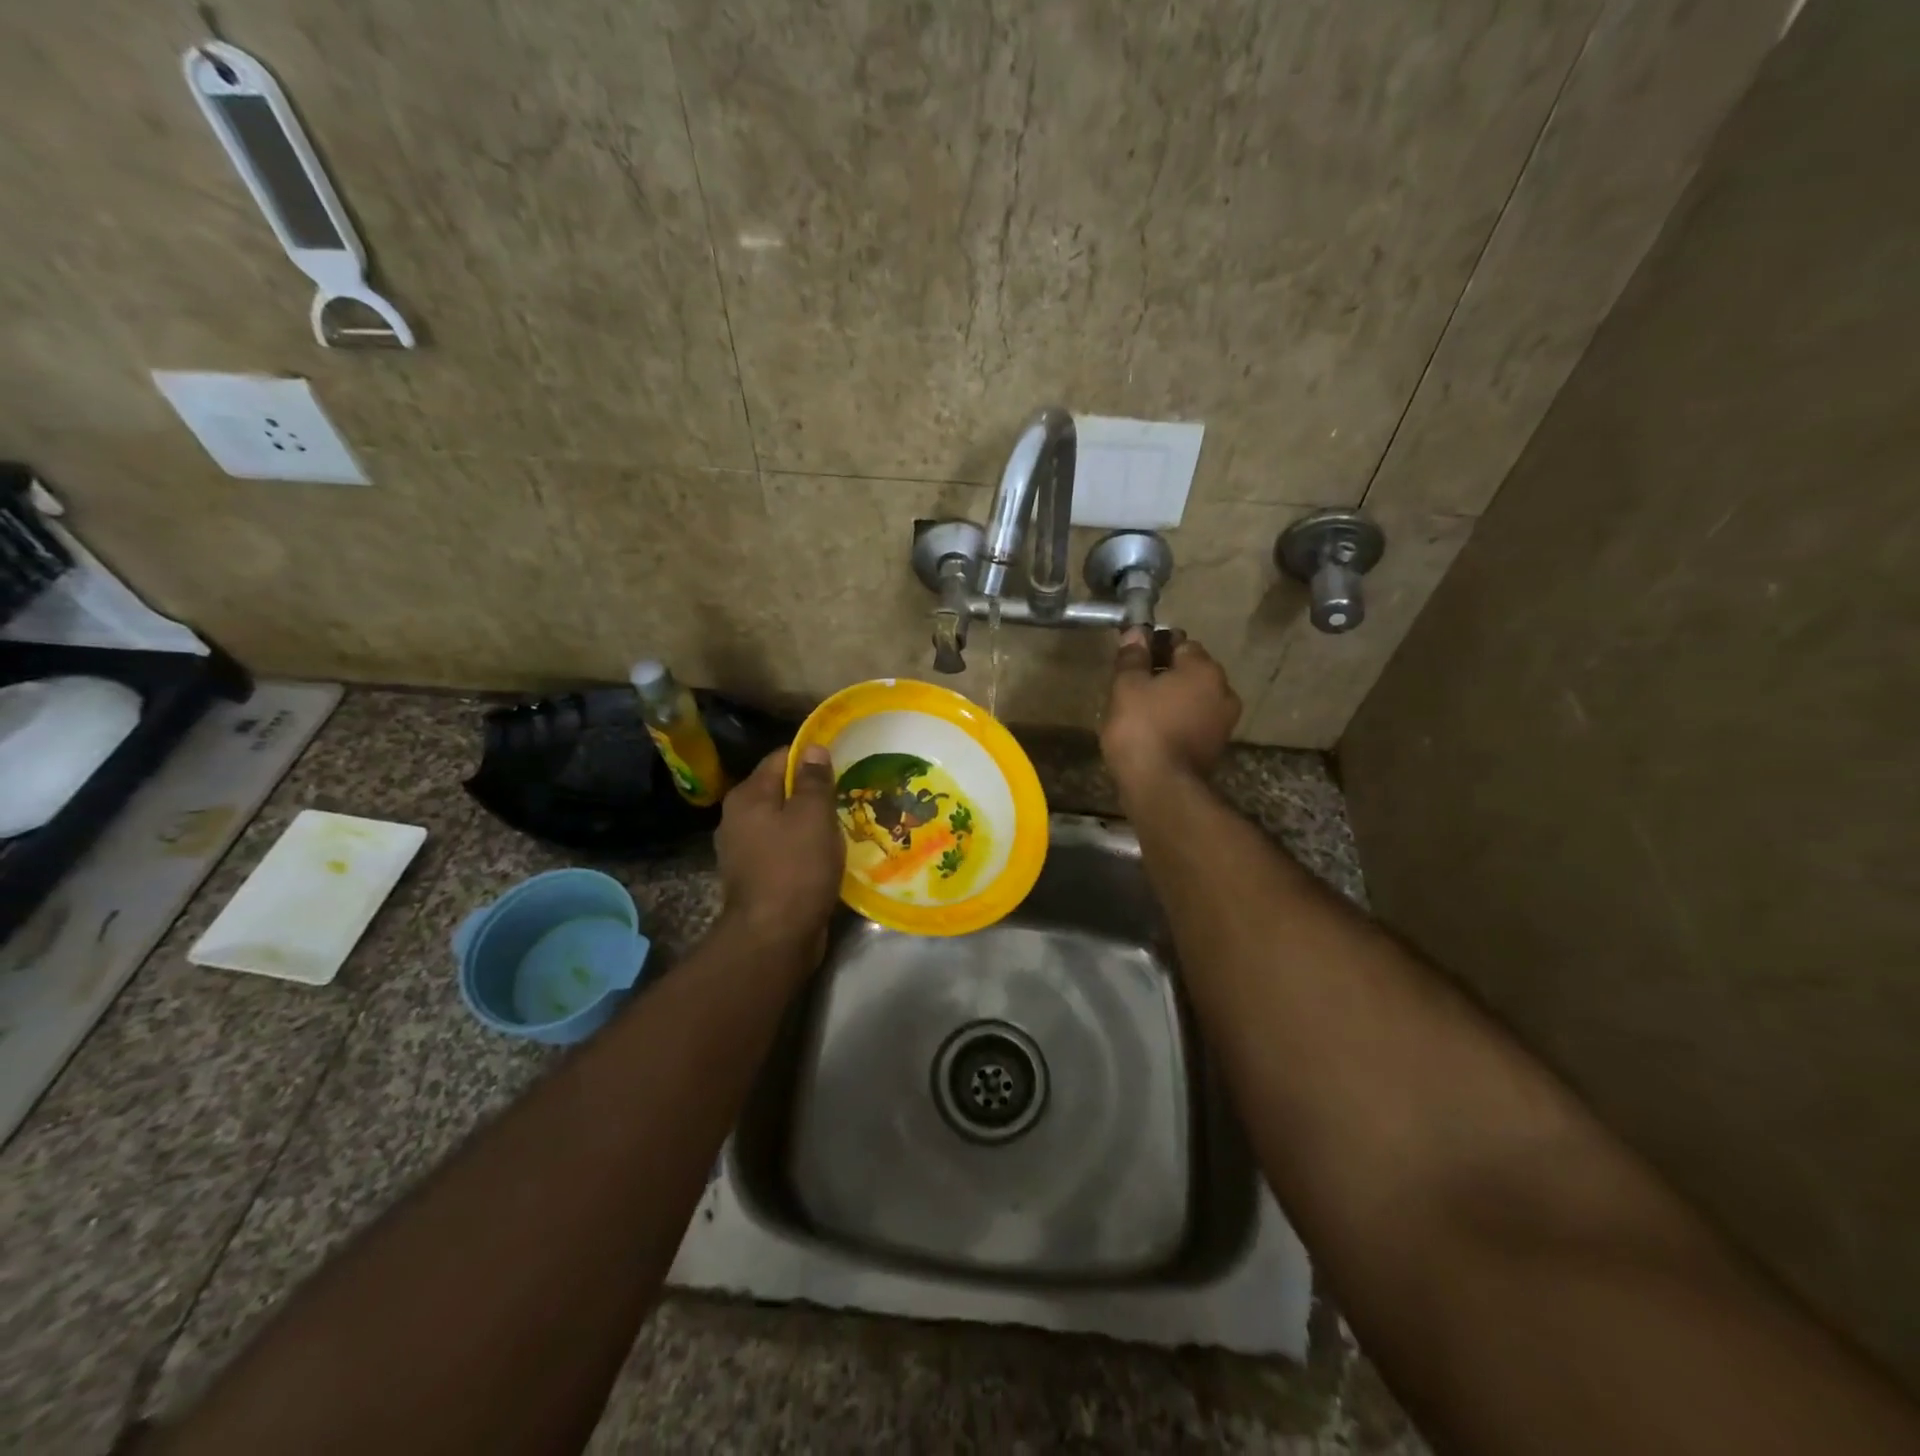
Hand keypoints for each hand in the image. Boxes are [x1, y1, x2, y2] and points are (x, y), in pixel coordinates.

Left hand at [715, 745, 845, 951]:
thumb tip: (813, 748)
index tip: (843, 763)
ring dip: (810, 823)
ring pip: (784, 822)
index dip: (812, 757)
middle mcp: (737, 819)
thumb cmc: (795, 868)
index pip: (781, 758)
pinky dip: (804, 849)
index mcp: (747, 796)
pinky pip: (784, 850)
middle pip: (781, 791)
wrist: (773, 938)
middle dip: (813, 792)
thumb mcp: (812, 816)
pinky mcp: (756, 877)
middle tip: (848, 795)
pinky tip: (827, 855)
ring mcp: (744, 851)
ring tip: (843, 825)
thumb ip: (813, 780)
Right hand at [1100, 628, 1241, 792]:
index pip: (1180, 642)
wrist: (1161, 788)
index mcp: (1204, 669)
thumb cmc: (1141, 729)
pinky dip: (1178, 720)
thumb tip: (1136, 632)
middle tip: (1133, 684)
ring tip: (1141, 710)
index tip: (1134, 657)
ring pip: (1194, 697)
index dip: (1155, 645)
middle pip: (1191, 671)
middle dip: (1166, 672)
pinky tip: (1154, 731)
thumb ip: (1132, 657)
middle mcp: (1223, 690)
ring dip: (1172, 698)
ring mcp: (1224, 721)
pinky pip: (1195, 721)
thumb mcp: (1126, 687)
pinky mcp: (1216, 747)